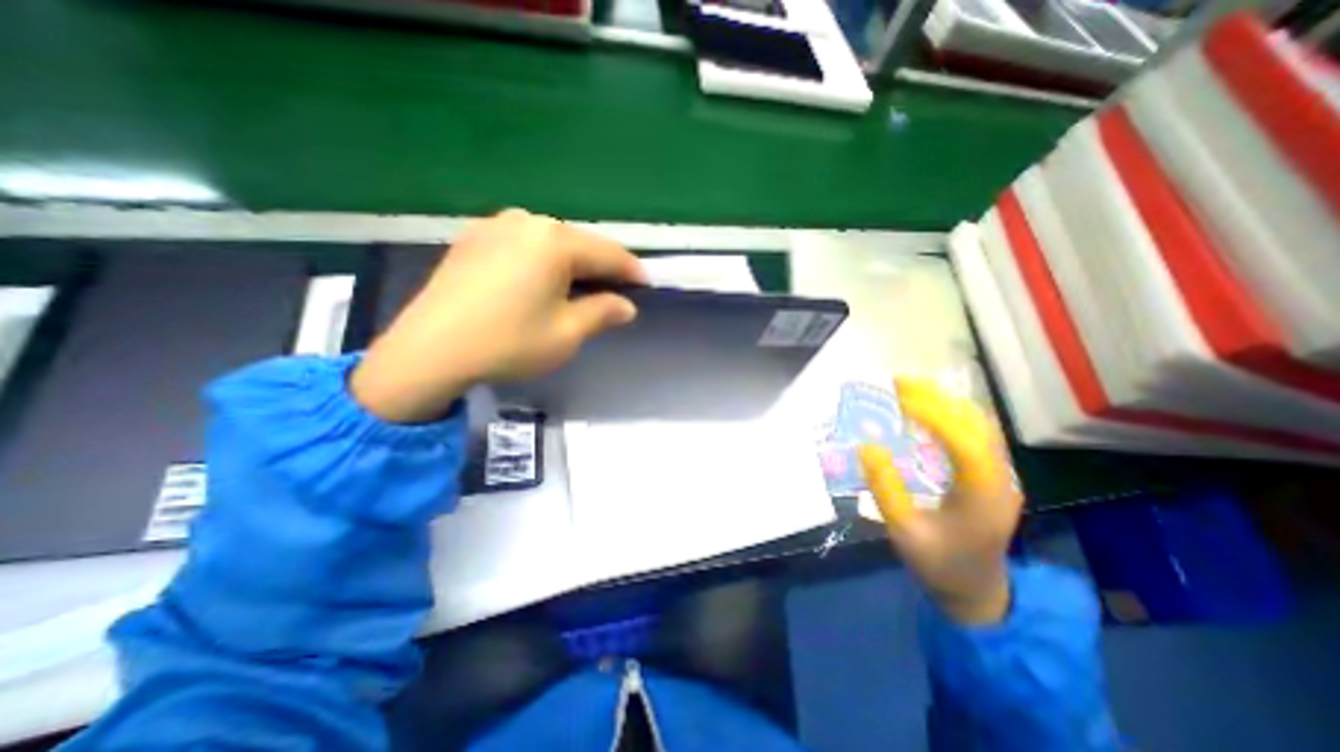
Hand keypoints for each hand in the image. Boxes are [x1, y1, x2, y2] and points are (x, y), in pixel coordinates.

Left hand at [348, 209, 647, 423]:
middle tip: (615, 292)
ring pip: (551, 242)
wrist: (430, 351)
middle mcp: (527, 221)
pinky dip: (542, 261)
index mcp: (555, 241)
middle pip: (579, 243)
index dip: (631, 271)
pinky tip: (540, 283)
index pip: (609, 253)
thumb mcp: (568, 333)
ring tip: (580, 288)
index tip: (646, 286)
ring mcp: (496, 225)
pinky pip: (524, 245)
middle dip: (601, 267)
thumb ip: (603, 313)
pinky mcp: (473, 238)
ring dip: (572, 264)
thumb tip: (626, 306)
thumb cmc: (510, 342)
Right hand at [864, 378, 1023, 624]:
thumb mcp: (903, 531)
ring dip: (947, 402)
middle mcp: (1000, 480)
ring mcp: (1001, 476)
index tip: (900, 399)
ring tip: (910, 389)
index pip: (965, 445)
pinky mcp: (992, 475)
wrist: (976, 591)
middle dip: (939, 399)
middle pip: (978, 426)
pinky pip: (977, 434)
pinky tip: (927, 410)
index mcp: (983, 497)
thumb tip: (867, 446)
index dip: (935, 417)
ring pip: (981, 426)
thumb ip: (885, 489)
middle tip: (899, 383)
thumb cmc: (937, 564)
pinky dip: (952, 414)